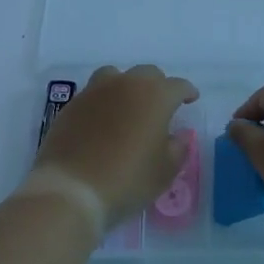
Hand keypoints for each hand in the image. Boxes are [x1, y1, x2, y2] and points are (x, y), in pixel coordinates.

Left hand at [33, 65, 197, 226]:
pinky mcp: (73, 103)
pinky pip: (94, 92)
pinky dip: (104, 100)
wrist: (71, 189)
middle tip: (161, 106)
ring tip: (128, 106)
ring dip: (127, 86)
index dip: (187, 92)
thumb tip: (181, 134)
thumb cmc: (127, 180)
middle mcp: (126, 84)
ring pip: (117, 76)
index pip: (177, 85)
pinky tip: (103, 120)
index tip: (191, 99)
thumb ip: (178, 148)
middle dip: (158, 86)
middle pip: (147, 74)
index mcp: (154, 96)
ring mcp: (96, 90)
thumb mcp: (164, 172)